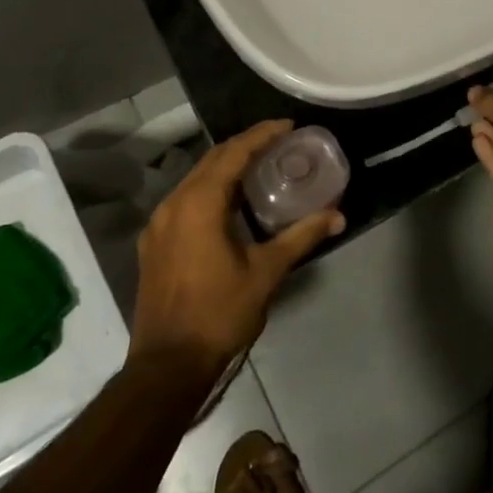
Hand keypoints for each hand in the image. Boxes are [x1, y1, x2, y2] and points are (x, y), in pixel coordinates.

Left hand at [130, 119, 343, 371]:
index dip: (262, 135)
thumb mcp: (267, 272)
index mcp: (200, 203)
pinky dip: (210, 188)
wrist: (167, 366)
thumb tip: (338, 215)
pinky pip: (185, 199)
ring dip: (226, 166)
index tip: (288, 125)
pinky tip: (230, 202)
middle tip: (279, 142)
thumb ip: (302, 236)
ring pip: (195, 179)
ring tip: (259, 166)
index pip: (234, 153)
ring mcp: (158, 224)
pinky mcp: (154, 243)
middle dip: (245, 145)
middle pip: (212, 160)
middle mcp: (174, 204)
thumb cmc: (220, 313)